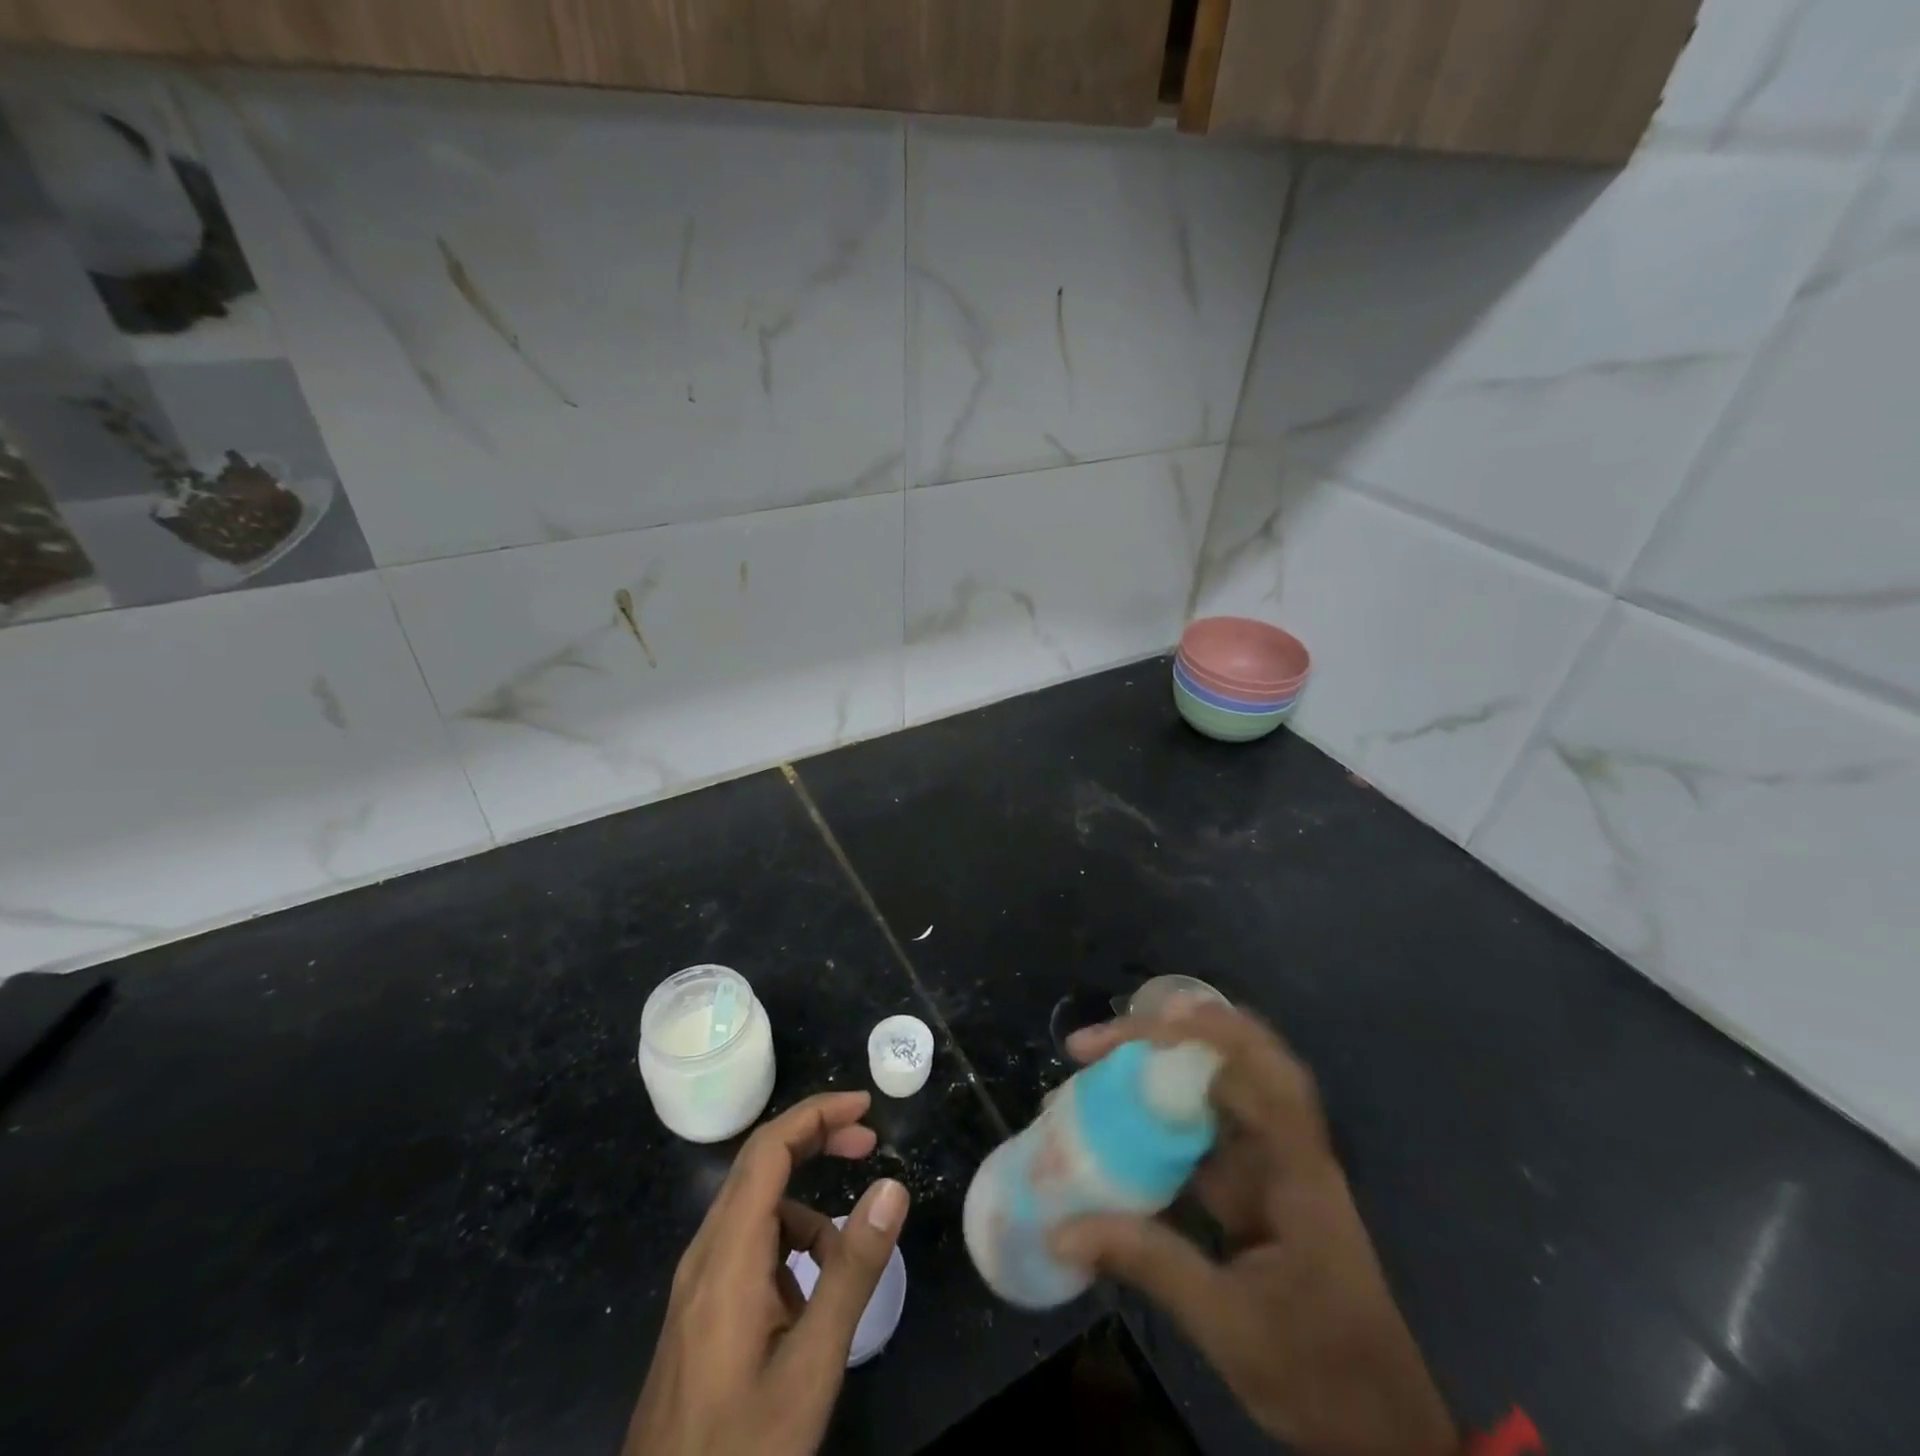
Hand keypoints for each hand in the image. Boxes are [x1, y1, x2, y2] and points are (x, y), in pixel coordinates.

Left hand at [626, 1091, 910, 1455]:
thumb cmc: (741, 1447)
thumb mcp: (811, 1364)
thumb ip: (852, 1270)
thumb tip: (892, 1186)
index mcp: (728, 1252)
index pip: (769, 1148)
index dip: (816, 1114)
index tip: (865, 1107)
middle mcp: (706, 1252)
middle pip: (760, 1164)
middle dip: (816, 1141)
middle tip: (869, 1143)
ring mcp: (699, 1282)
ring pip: (756, 1208)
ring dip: (806, 1205)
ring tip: (846, 1257)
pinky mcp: (700, 1310)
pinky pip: (748, 1247)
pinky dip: (787, 1245)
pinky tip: (809, 1297)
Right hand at [1053, 1004, 1456, 1455]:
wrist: (1380, 1431)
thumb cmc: (1321, 1374)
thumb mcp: (1230, 1325)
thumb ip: (1150, 1264)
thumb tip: (1062, 1229)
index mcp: (1299, 1169)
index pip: (1266, 1073)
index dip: (1214, 1032)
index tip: (1150, 1020)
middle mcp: (1286, 1149)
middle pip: (1232, 1062)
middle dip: (1164, 1038)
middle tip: (1095, 1046)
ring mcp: (1268, 1165)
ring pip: (1212, 1091)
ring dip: (1156, 1071)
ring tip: (1093, 1068)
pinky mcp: (1251, 1187)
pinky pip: (1200, 1133)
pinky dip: (1157, 1118)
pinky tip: (1115, 1125)